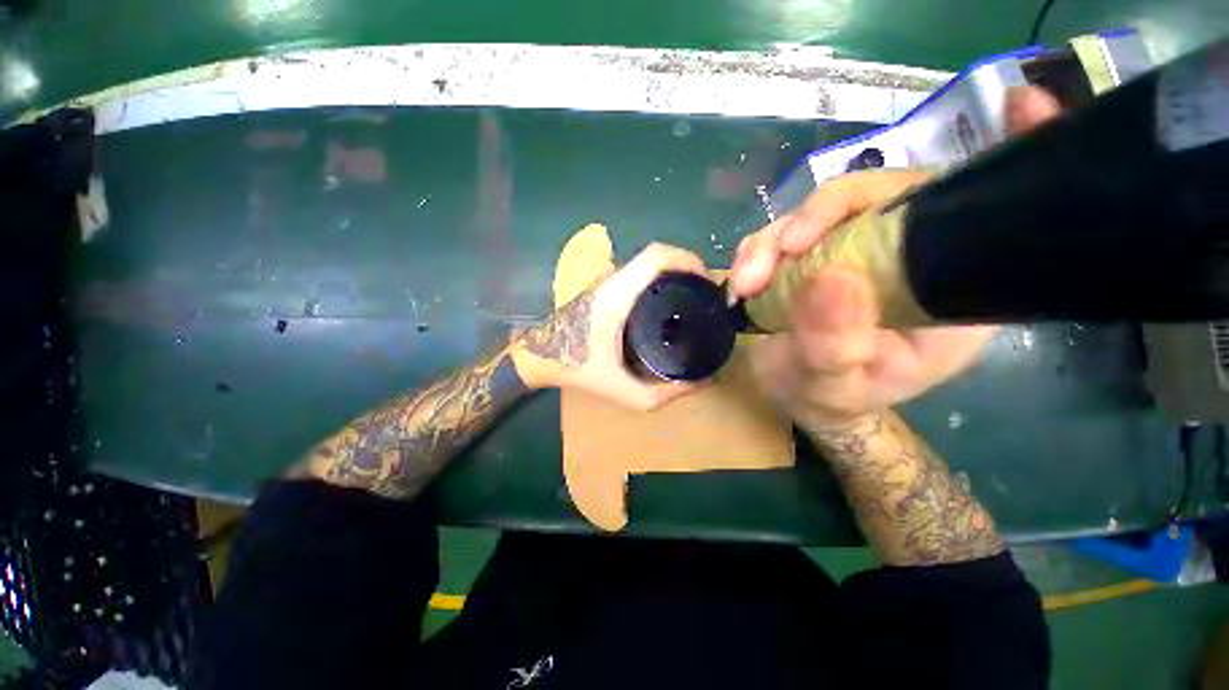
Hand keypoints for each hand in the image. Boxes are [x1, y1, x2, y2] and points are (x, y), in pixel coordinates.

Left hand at [512, 243, 705, 410]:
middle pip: (656, 254)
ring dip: (672, 270)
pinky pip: (637, 271)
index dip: (687, 259)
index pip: (656, 256)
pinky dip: (658, 276)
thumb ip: (665, 393)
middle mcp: (613, 280)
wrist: (540, 357)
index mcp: (617, 296)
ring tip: (691, 295)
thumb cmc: (579, 371)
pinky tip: (667, 300)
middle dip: (686, 266)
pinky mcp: (604, 285)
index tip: (707, 280)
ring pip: (646, 261)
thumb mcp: (625, 392)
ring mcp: (606, 280)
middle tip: (704, 292)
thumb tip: (702, 381)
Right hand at [731, 86, 1059, 429]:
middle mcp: (903, 256)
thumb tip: (829, 277)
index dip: (991, 163)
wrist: (793, 396)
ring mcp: (851, 251)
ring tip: (745, 282)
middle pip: (877, 198)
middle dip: (819, 215)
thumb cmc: (829, 398)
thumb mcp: (835, 385)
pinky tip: (743, 279)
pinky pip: (783, 234)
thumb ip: (834, 344)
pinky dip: (757, 250)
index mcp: (946, 288)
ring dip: (772, 239)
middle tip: (777, 253)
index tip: (1020, 106)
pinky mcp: (810, 256)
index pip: (970, 214)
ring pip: (817, 214)